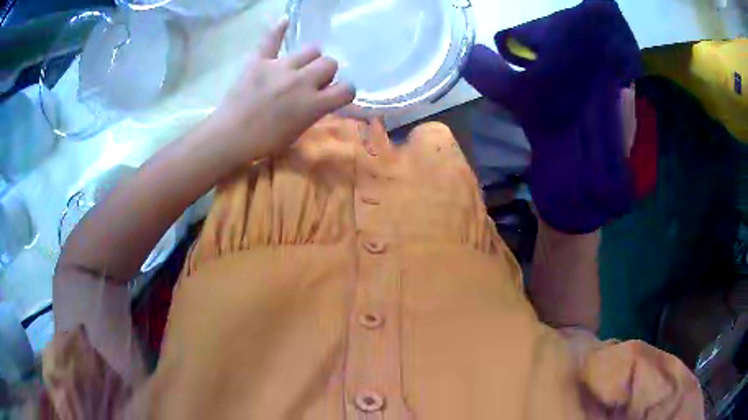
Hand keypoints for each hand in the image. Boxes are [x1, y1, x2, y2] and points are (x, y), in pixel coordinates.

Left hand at [211, 15, 354, 160]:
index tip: (337, 94)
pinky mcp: (259, 61)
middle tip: (313, 82)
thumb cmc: (264, 142)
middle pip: (330, 63)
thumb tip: (322, 98)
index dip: (345, 91)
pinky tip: (285, 21)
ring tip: (299, 66)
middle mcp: (302, 81)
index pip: (346, 89)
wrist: (230, 136)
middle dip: (326, 72)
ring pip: (311, 50)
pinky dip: (278, 29)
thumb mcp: (297, 132)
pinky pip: (271, 39)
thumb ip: (314, 111)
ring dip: (310, 58)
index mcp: (313, 104)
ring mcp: (280, 67)